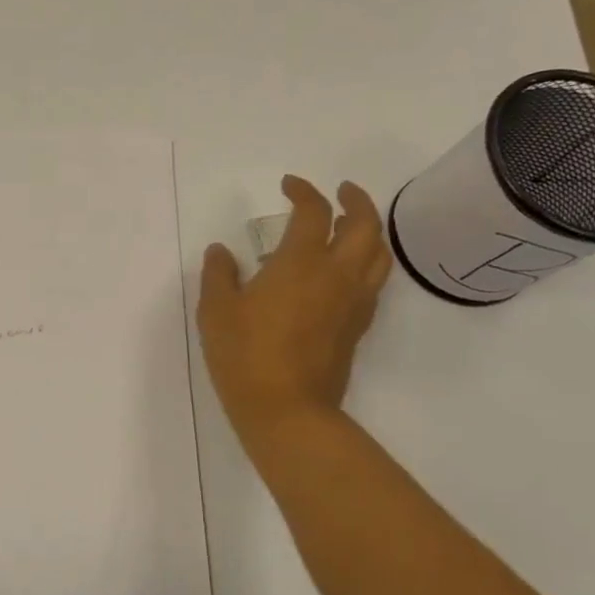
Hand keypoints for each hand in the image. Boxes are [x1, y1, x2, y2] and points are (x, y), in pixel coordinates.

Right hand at [198, 176, 392, 441]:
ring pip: (379, 254)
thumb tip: (222, 251)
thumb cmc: (244, 354)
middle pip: (365, 225)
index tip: (289, 185)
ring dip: (370, 230)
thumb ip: (219, 274)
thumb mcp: (216, 311)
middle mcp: (337, 274)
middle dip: (356, 200)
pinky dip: (367, 263)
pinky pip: (374, 282)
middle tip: (342, 191)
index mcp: (301, 263)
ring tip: (353, 225)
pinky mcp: (357, 327)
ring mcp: (353, 302)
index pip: (313, 212)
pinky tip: (347, 270)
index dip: (304, 191)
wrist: (286, 409)